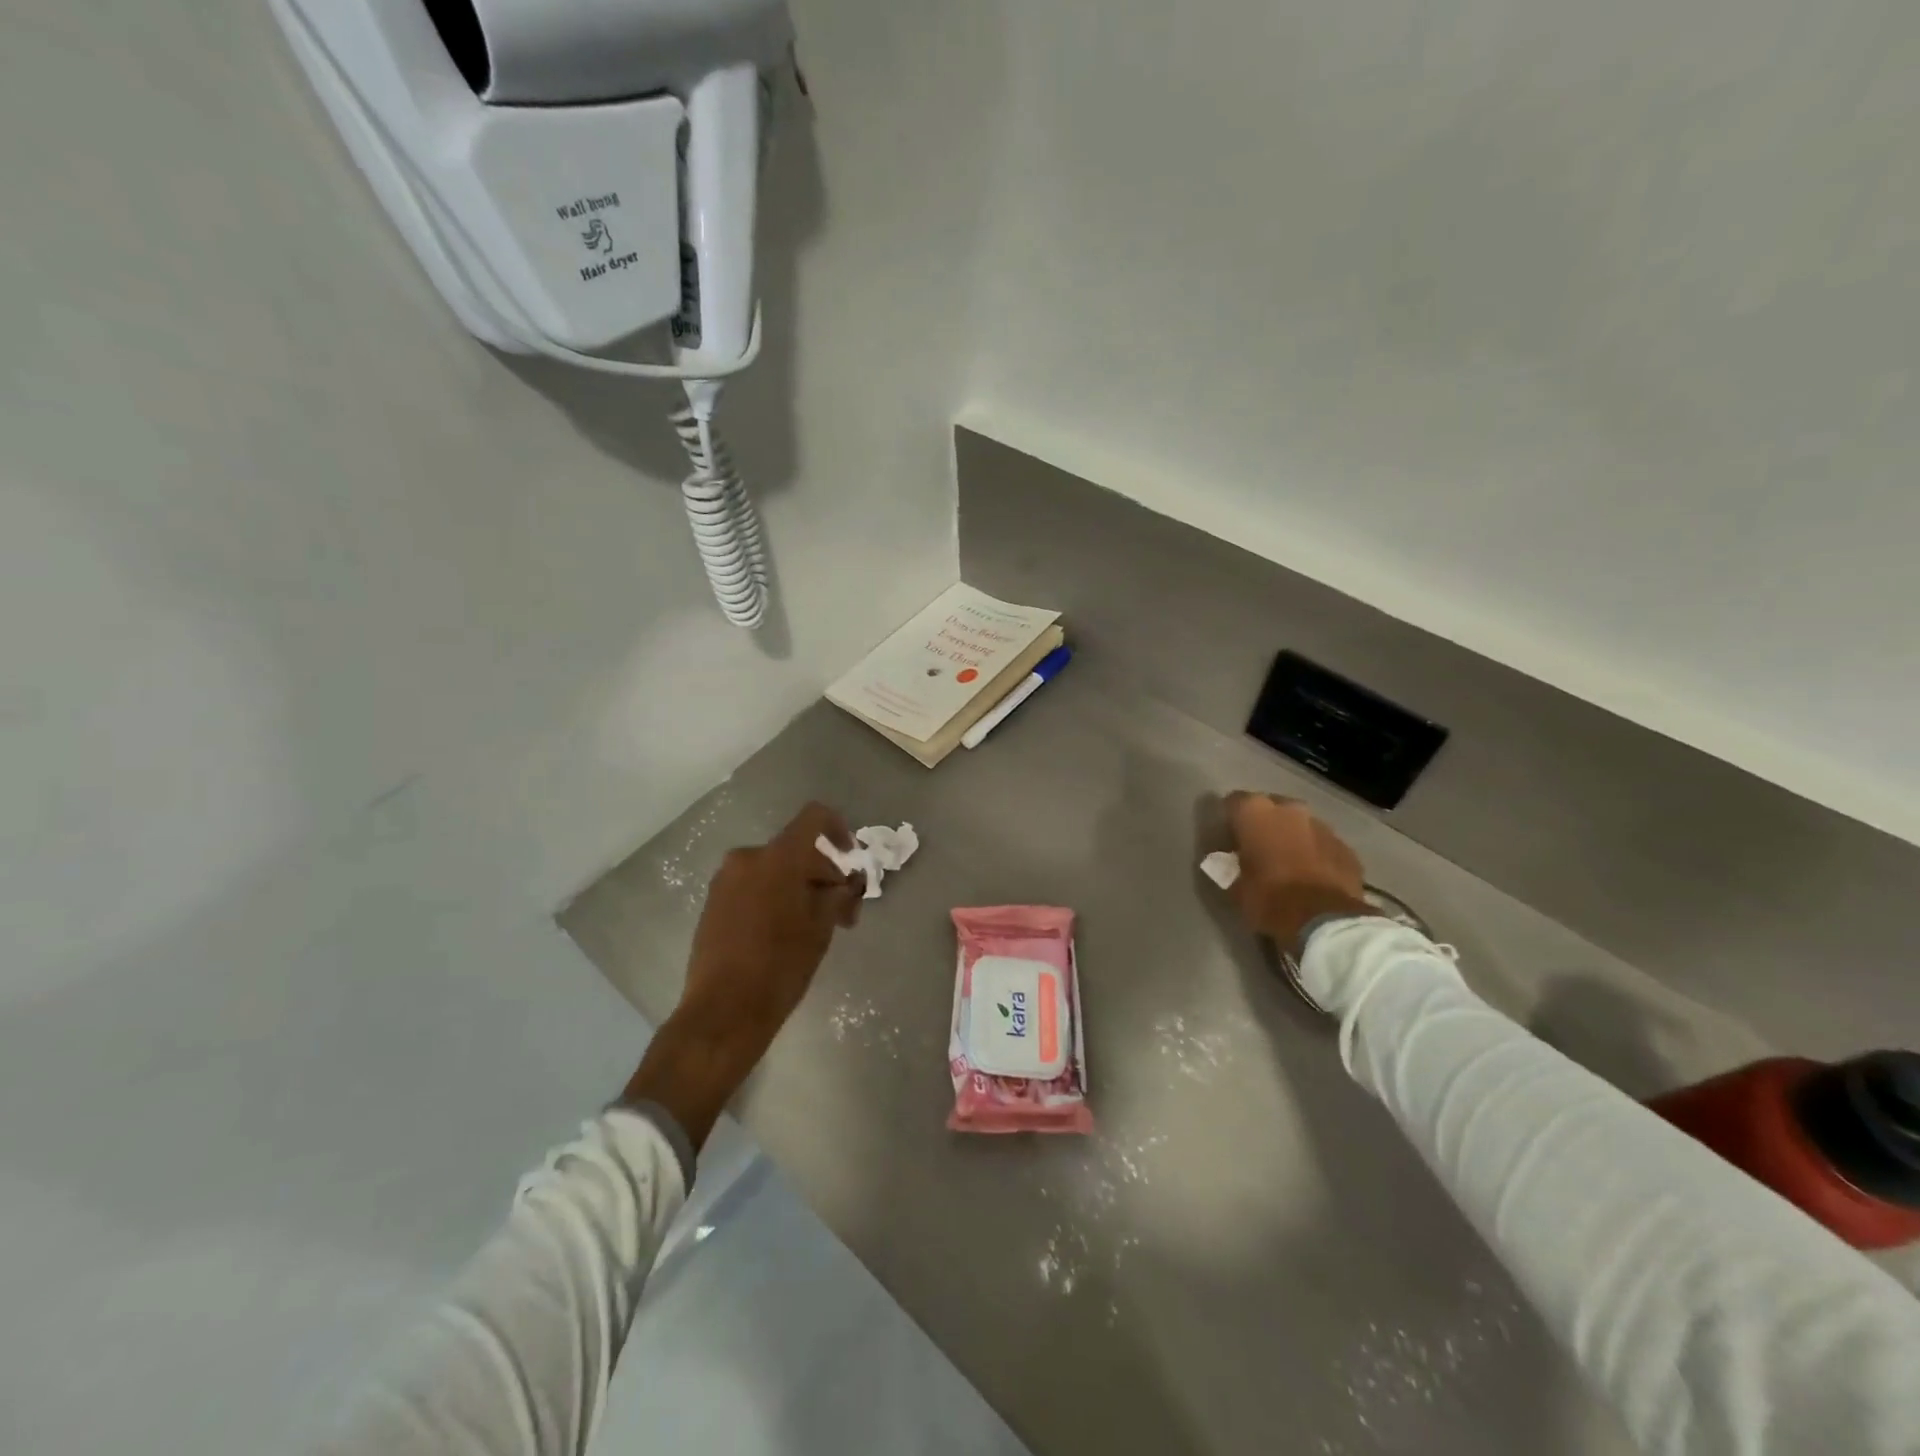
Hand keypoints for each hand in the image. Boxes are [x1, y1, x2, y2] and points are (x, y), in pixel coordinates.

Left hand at [622, 802, 861, 1147]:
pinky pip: (753, 887)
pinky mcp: (712, 903)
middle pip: (796, 851)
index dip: (838, 829)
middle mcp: (748, 858)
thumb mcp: (822, 929)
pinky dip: (774, 898)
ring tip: (815, 928)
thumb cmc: (781, 966)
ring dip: (799, 889)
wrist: (723, 1011)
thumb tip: (847, 884)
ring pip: (774, 871)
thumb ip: (839, 895)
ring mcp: (725, 880)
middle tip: (843, 915)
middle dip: (823, 876)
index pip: (814, 818)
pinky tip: (784, 934)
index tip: (850, 858)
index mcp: (778, 858)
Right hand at [1225, 793, 1373, 951]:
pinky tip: (1312, 877)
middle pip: (1271, 808)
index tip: (1227, 839)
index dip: (1229, 820)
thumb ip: (1229, 867)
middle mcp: (1289, 809)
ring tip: (1287, 864)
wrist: (1326, 921)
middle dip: (1264, 825)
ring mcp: (1322, 826)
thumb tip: (1225, 861)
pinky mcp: (1346, 847)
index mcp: (1255, 812)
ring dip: (1292, 838)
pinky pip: (1323, 845)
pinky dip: (1315, 854)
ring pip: (1300, 825)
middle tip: (1257, 849)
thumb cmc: (1270, 899)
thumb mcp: (1236, 888)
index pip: (1233, 802)